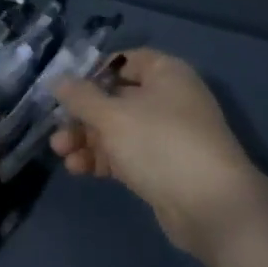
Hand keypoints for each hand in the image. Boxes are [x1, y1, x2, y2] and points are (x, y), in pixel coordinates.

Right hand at [53, 49, 267, 264]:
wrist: (211, 206)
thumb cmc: (160, 144)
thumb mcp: (112, 115)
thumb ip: (81, 97)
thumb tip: (57, 80)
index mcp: (166, 73)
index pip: (126, 60)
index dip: (95, 70)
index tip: (66, 87)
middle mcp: (169, 99)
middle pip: (117, 97)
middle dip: (83, 114)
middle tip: (56, 128)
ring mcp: (167, 135)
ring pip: (118, 129)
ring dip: (87, 139)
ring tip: (60, 152)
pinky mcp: (163, 167)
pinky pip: (126, 154)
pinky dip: (103, 158)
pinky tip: (78, 169)